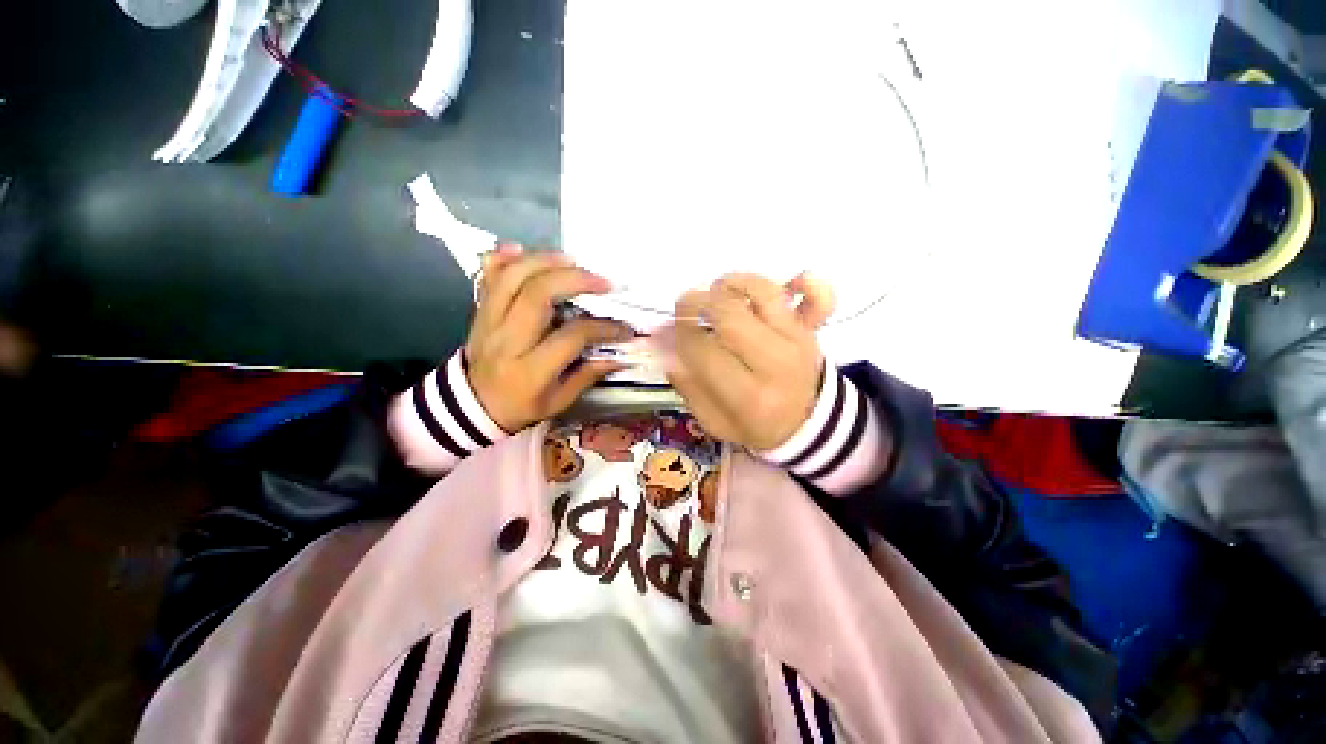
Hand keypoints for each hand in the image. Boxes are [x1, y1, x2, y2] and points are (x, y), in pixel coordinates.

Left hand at [466, 245, 631, 431]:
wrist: (471, 406)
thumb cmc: (521, 406)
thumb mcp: (558, 401)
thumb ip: (588, 375)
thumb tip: (621, 355)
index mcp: (530, 369)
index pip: (571, 336)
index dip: (602, 327)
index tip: (624, 327)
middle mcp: (507, 339)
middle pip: (537, 294)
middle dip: (575, 280)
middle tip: (602, 281)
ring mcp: (489, 321)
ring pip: (512, 277)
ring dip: (545, 261)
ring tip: (573, 261)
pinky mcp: (480, 310)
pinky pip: (488, 276)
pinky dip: (505, 257)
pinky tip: (524, 250)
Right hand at [664, 273, 835, 450]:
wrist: (808, 424)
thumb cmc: (756, 424)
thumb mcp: (714, 421)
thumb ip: (688, 385)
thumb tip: (665, 345)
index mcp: (748, 397)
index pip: (703, 351)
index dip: (679, 334)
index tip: (670, 330)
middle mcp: (775, 364)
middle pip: (730, 315)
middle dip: (697, 302)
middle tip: (685, 305)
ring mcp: (798, 342)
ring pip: (764, 293)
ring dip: (732, 284)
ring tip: (719, 292)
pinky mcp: (813, 329)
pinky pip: (820, 295)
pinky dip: (805, 282)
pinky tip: (786, 285)